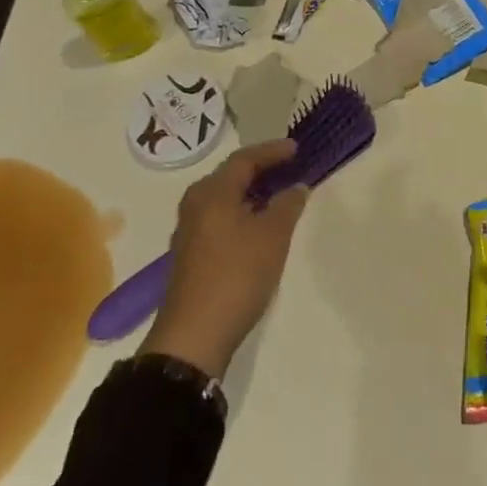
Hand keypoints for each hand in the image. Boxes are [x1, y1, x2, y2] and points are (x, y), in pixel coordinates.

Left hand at [140, 140, 308, 378]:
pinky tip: (258, 225)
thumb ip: (287, 205)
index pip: (245, 158)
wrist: (194, 336)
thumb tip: (296, 186)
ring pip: (224, 198)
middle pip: (231, 175)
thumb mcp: (272, 236)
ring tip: (279, 194)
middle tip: (289, 167)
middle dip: (261, 168)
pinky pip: (220, 217)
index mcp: (212, 192)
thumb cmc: (236, 275)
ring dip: (251, 192)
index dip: (272, 151)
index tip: (297, 148)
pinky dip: (241, 211)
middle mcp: (196, 203)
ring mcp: (189, 230)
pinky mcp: (191, 254)